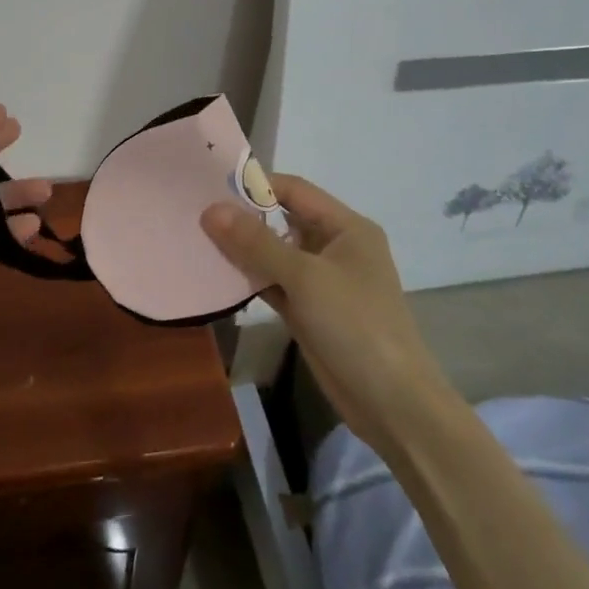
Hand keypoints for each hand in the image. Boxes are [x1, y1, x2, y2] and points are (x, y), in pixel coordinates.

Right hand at [202, 174, 449, 453]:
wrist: (391, 403)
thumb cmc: (355, 325)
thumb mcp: (305, 277)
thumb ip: (256, 243)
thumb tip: (210, 209)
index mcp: (346, 227)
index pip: (295, 191)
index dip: (256, 185)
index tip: (211, 185)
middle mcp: (334, 247)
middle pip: (283, 220)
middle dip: (244, 217)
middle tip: (197, 213)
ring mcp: (321, 281)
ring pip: (275, 254)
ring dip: (243, 250)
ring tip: (198, 239)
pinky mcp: (309, 310)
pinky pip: (273, 283)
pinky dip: (250, 279)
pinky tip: (217, 275)